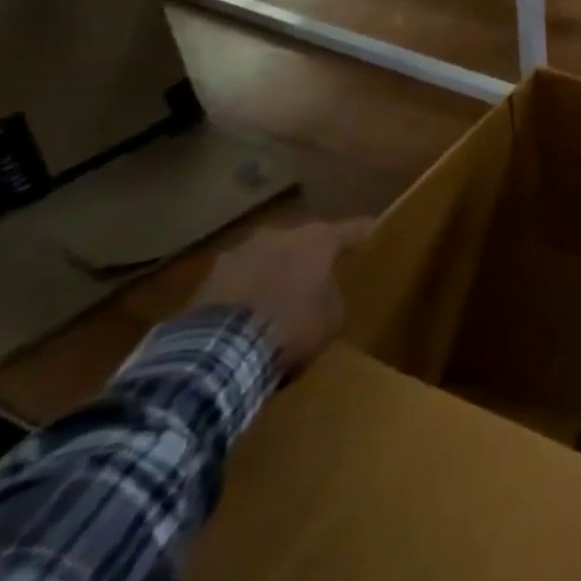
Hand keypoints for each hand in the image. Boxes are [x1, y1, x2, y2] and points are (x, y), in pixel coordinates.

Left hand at [191, 217, 370, 375]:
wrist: (219, 351)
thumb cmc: (292, 326)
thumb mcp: (333, 317)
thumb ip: (332, 294)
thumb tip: (322, 292)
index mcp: (317, 238)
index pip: (352, 229)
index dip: (364, 234)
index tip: (374, 231)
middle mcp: (279, 234)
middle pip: (303, 240)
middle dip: (309, 255)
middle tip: (318, 271)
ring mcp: (238, 252)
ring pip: (267, 257)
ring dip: (274, 271)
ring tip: (279, 294)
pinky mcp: (206, 278)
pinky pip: (239, 280)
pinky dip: (247, 290)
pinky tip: (250, 311)